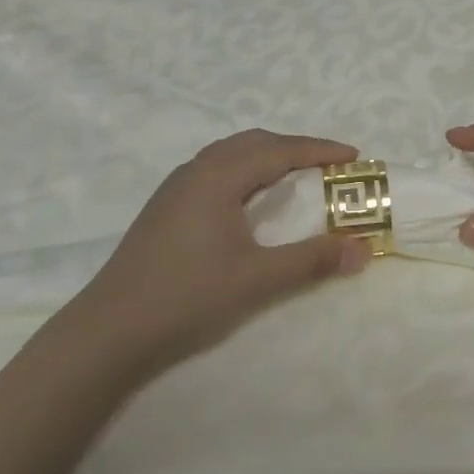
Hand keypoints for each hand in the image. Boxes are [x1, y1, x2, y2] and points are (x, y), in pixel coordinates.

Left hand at [59, 130, 371, 378]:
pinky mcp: (166, 205)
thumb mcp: (257, 280)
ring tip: (296, 177)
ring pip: (231, 154)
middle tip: (329, 167)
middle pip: (255, 143)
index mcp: (219, 175)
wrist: (109, 329)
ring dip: (268, 157)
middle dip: (295, 148)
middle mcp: (197, 169)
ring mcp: (176, 186)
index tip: (354, 156)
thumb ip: (311, 260)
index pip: (280, 150)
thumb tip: (363, 248)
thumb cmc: (187, 297)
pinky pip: (216, 169)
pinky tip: (249, 200)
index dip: (320, 150)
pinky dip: (245, 171)